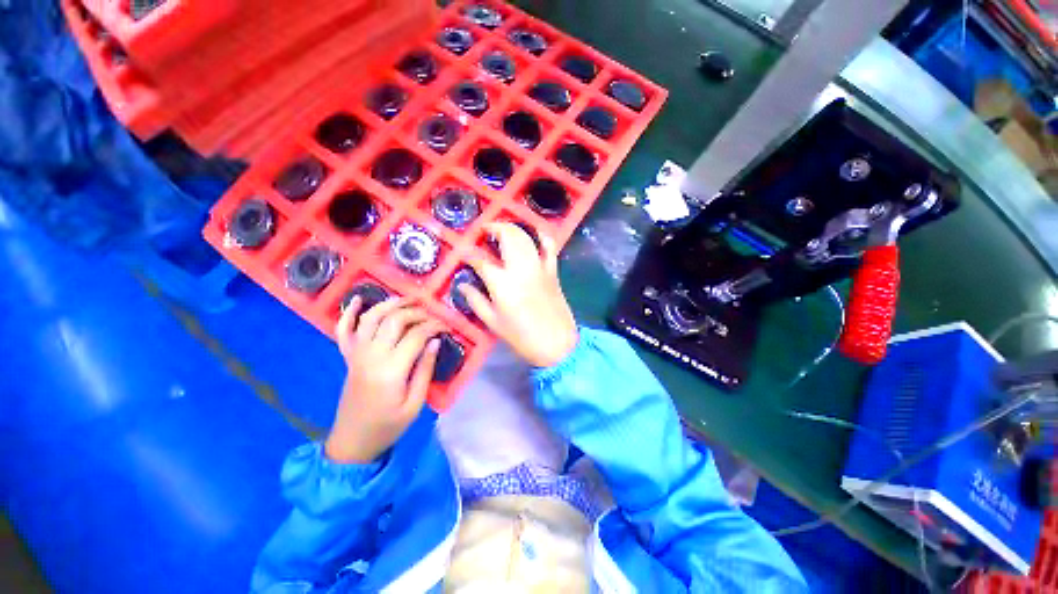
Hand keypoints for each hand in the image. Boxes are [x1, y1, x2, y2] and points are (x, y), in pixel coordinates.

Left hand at [324, 297, 444, 463]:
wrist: (352, 441)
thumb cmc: (388, 425)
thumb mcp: (415, 403)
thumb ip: (425, 370)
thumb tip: (434, 342)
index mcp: (391, 370)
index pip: (416, 335)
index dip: (434, 326)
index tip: (447, 326)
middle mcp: (371, 356)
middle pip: (394, 320)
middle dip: (416, 312)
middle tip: (432, 314)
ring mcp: (356, 354)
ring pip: (371, 318)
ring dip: (390, 304)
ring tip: (408, 299)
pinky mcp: (348, 357)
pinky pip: (343, 330)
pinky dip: (349, 312)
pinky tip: (359, 299)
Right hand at [461, 222, 578, 367]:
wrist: (556, 343)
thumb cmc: (521, 336)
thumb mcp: (493, 322)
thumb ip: (475, 301)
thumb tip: (461, 285)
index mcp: (501, 283)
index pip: (480, 261)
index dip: (469, 255)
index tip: (463, 254)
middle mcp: (520, 268)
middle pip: (507, 237)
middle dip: (494, 228)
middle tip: (484, 231)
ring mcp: (539, 267)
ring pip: (525, 237)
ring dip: (513, 228)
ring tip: (502, 229)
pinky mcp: (552, 271)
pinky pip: (549, 247)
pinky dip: (542, 236)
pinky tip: (535, 232)